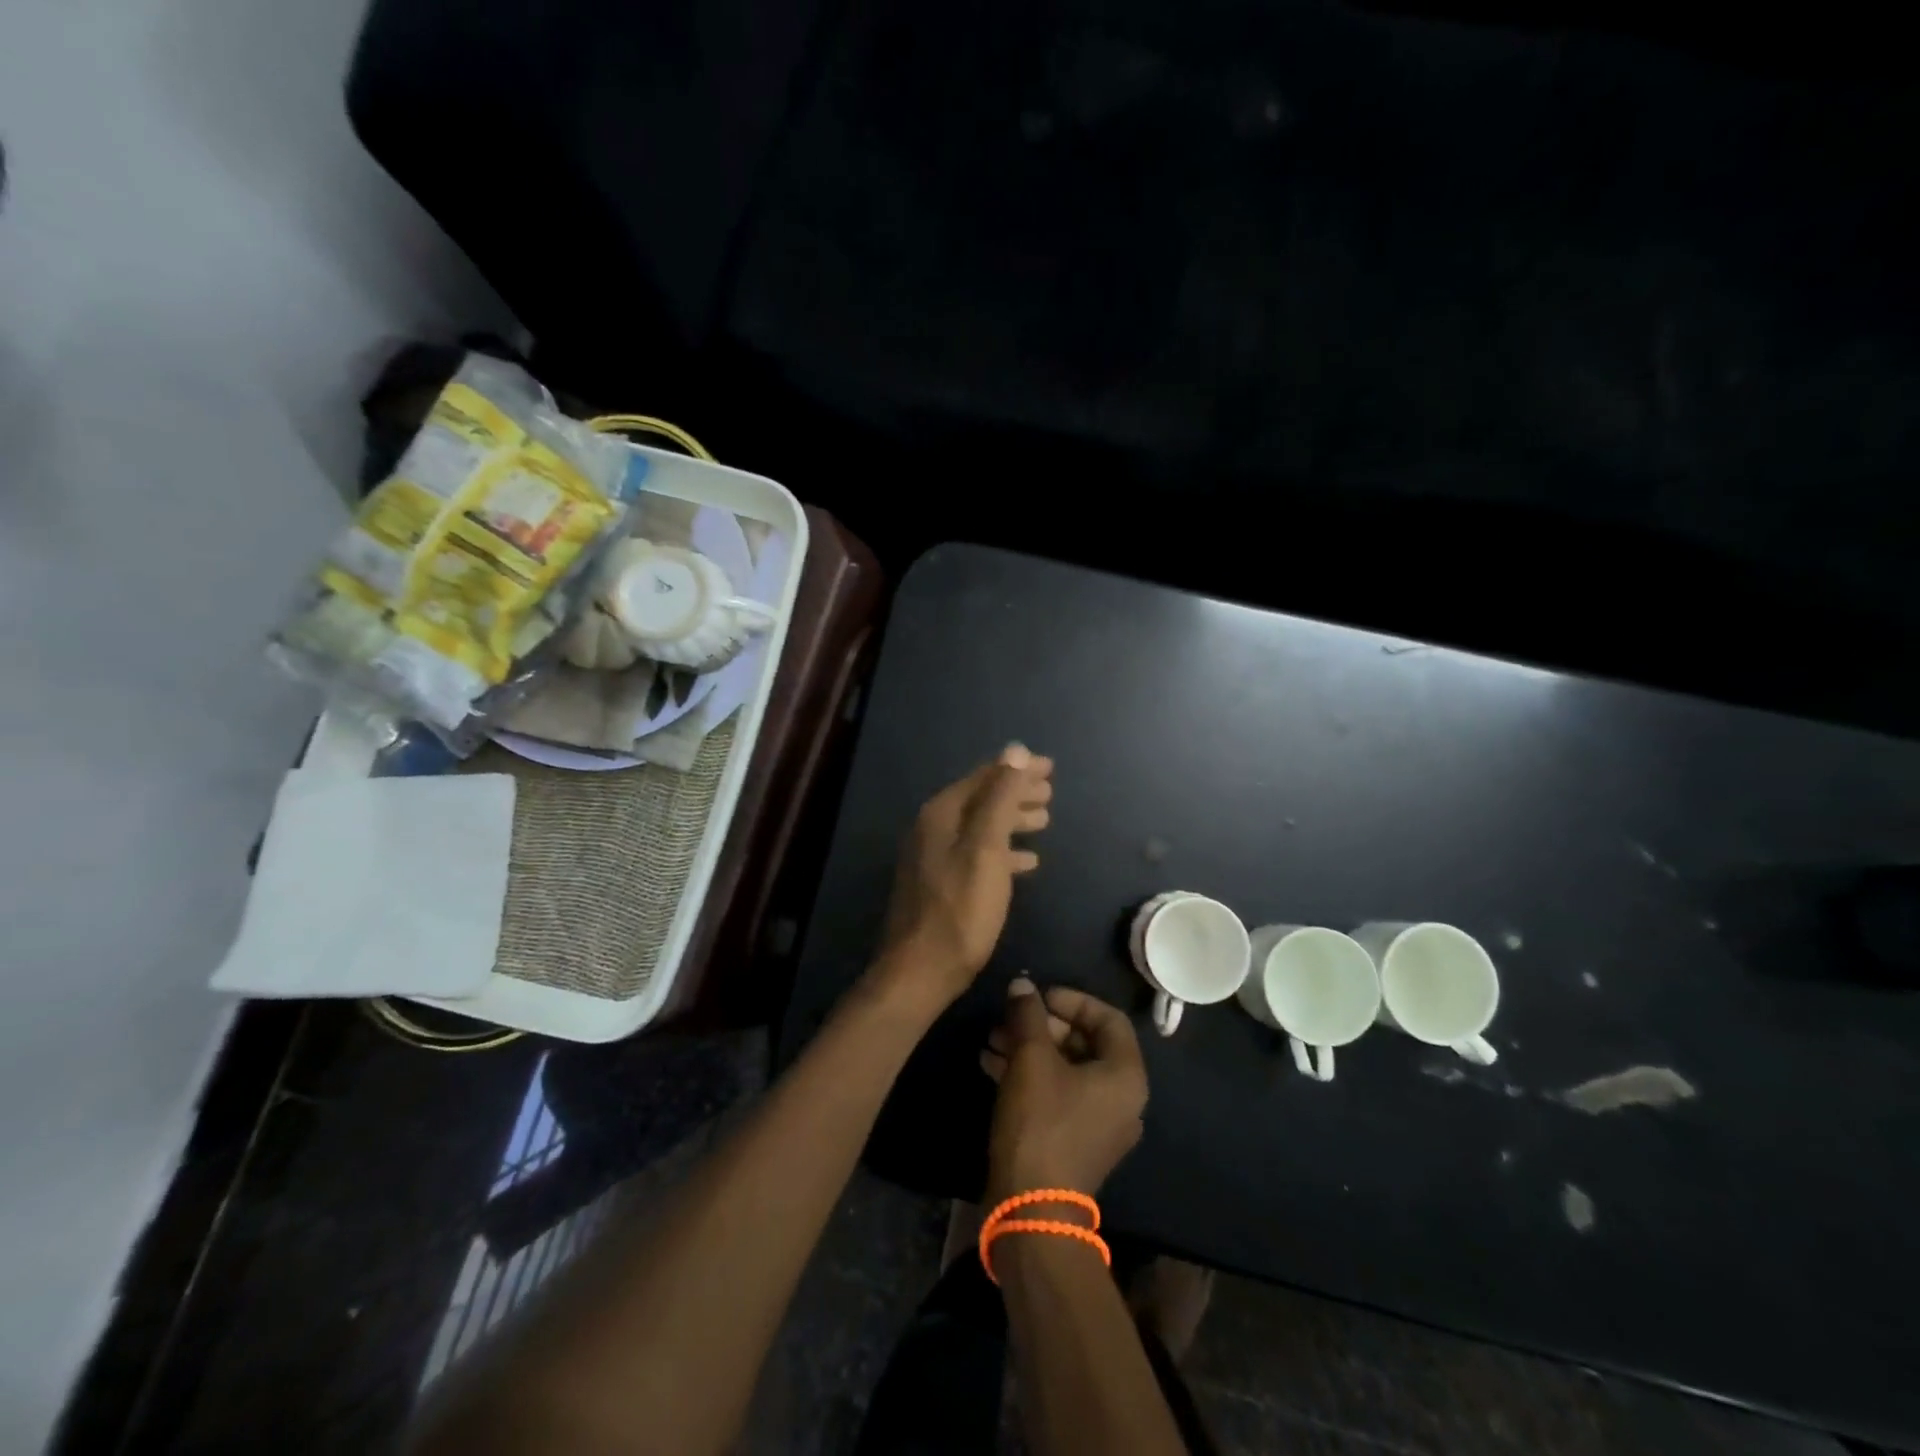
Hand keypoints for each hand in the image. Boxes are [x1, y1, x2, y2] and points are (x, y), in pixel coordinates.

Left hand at [873, 744, 1054, 1009]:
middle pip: (982, 799)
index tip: (1050, 767)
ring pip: (981, 826)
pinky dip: (1004, 850)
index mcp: (942, 814)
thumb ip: (1000, 797)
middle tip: (1050, 792)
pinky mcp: (941, 882)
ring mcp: (934, 856)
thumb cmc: (960, 909)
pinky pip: (978, 853)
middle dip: (1016, 792)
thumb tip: (1016, 749)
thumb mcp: (986, 849)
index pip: (985, 777)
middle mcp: (933, 828)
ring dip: (1012, 819)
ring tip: (1045, 819)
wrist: (920, 971)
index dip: (1017, 769)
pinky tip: (1027, 860)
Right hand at [983, 980, 1147, 1199]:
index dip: (1073, 1000)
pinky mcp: (1075, 1142)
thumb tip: (1022, 985)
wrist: (1031, 1208)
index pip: (1109, 1018)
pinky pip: (1057, 1094)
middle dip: (1043, 1025)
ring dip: (1030, 1048)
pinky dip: (1029, 1075)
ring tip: (992, 1039)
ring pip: (1066, 1069)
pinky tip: (991, 1064)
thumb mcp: (1031, 1058)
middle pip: (1085, 1043)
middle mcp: (1122, 1099)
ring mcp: (1099, 1124)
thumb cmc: (1041, 1122)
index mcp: (1126, 1076)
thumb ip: (1028, 1014)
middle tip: (1010, 1018)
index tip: (1038, 996)